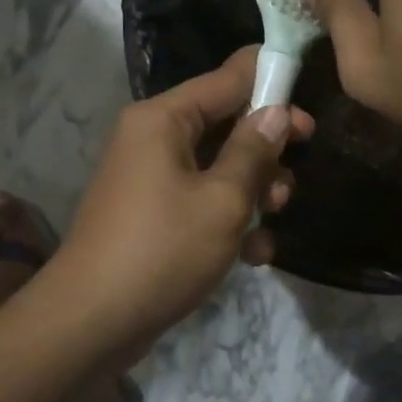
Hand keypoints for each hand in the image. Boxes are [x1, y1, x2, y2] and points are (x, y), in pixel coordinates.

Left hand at [48, 47, 312, 352]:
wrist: (92, 323)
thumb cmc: (162, 251)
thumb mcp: (222, 200)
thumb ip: (254, 151)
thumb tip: (277, 112)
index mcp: (163, 119)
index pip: (227, 78)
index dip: (271, 84)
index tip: (310, 105)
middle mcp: (153, 138)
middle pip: (225, 123)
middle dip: (265, 150)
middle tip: (296, 174)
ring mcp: (151, 177)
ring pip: (218, 166)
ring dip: (253, 190)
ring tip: (273, 218)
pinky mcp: (154, 213)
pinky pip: (201, 199)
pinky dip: (229, 219)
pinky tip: (253, 255)